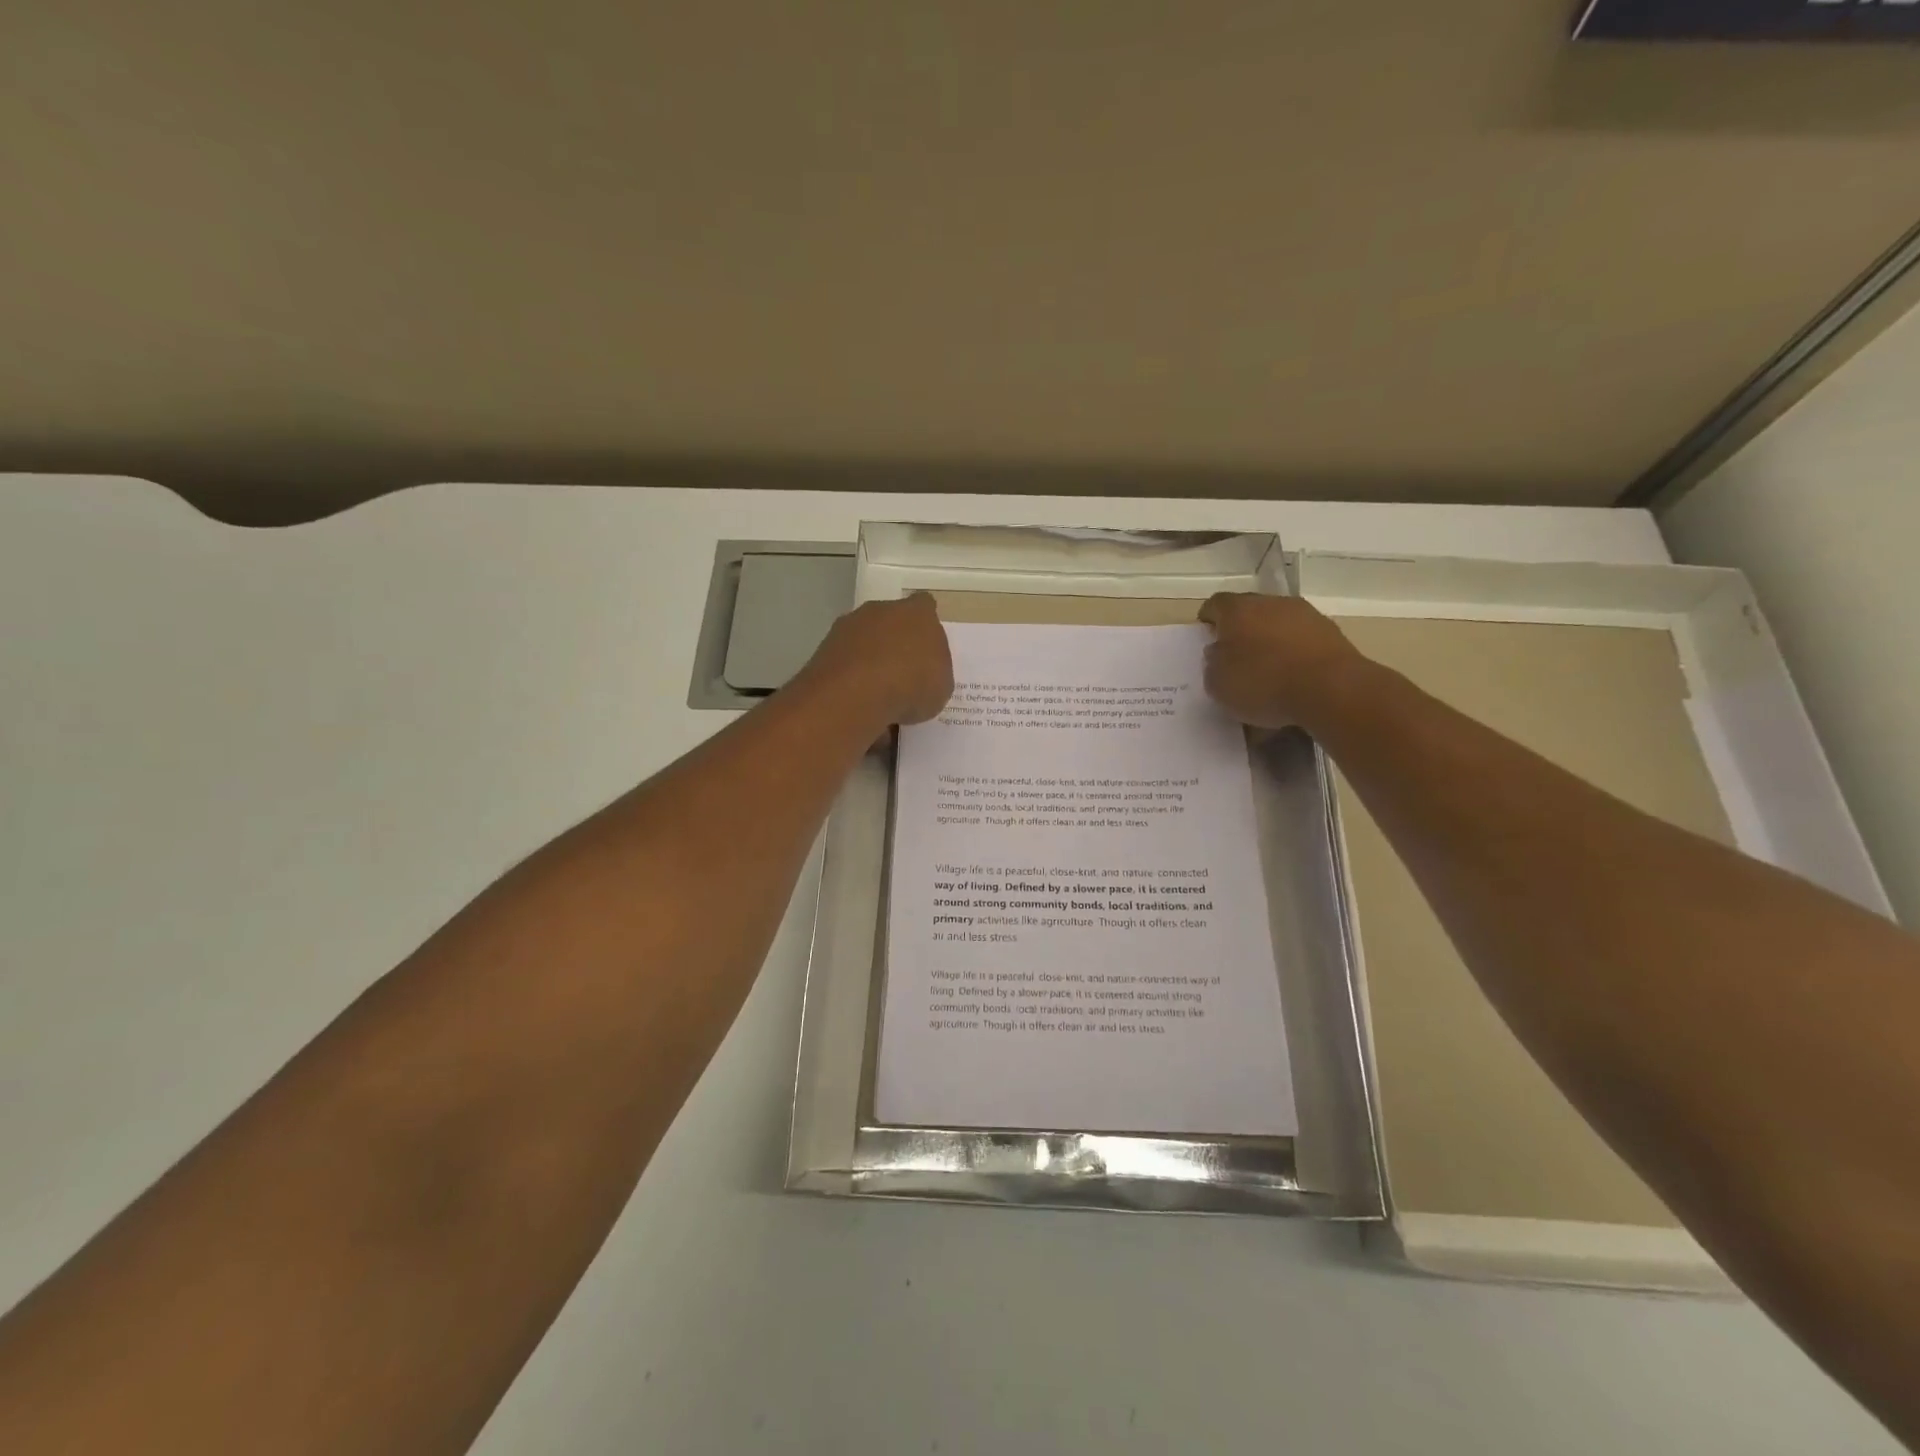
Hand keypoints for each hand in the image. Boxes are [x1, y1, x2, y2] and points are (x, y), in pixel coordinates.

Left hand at [800, 592, 953, 726]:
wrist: (856, 694)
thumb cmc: (912, 684)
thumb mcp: (941, 686)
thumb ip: (934, 673)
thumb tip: (922, 675)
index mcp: (917, 613)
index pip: (925, 607)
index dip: (925, 626)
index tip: (926, 647)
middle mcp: (880, 611)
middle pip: (889, 621)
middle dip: (894, 643)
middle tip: (902, 675)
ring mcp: (847, 628)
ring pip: (863, 642)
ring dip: (869, 662)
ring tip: (878, 697)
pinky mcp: (823, 650)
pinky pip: (844, 663)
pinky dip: (850, 680)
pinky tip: (857, 705)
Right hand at [1198, 592, 1361, 729]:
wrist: (1330, 690)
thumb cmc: (1263, 683)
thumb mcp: (1218, 683)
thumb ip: (1213, 663)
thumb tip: (1219, 652)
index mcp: (1238, 610)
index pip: (1215, 604)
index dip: (1208, 620)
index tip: (1207, 637)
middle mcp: (1272, 603)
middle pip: (1249, 610)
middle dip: (1240, 629)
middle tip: (1235, 655)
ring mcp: (1306, 615)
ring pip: (1278, 623)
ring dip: (1270, 639)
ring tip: (1267, 669)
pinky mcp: (1331, 633)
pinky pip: (1302, 639)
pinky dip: (1294, 653)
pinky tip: (1292, 677)